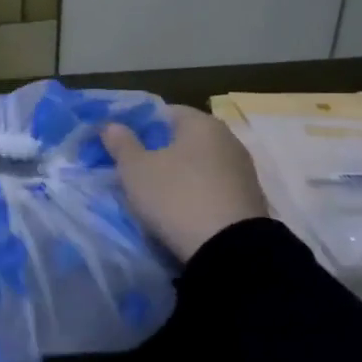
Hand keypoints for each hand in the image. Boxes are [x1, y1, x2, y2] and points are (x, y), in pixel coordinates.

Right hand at [101, 106, 268, 263]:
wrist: (229, 249)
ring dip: (178, 174)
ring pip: (199, 164)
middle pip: (184, 138)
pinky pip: (213, 187)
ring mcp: (243, 170)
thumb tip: (112, 125)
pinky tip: (180, 209)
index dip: (140, 126)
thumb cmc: (176, 196)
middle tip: (134, 169)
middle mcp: (228, 139)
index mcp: (201, 123)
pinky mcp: (249, 199)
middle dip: (159, 150)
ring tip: (155, 193)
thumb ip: (121, 143)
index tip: (122, 145)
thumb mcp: (135, 169)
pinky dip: (196, 193)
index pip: (165, 112)